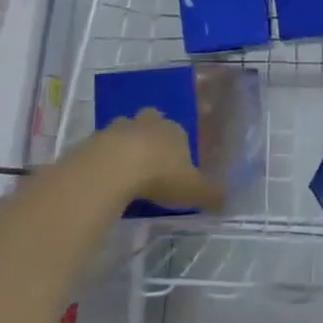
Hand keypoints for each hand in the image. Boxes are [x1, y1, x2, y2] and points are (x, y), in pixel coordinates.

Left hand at [91, 109, 225, 213]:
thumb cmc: (161, 175)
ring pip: (125, 133)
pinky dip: (106, 160)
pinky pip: (103, 148)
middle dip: (151, 139)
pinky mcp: (96, 139)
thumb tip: (226, 200)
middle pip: (151, 124)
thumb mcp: (194, 190)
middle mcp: (148, 122)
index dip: (178, 149)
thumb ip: (211, 194)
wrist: (114, 167)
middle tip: (151, 164)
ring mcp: (119, 127)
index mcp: (174, 130)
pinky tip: (107, 179)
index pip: (180, 132)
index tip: (176, 169)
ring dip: (126, 147)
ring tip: (127, 173)